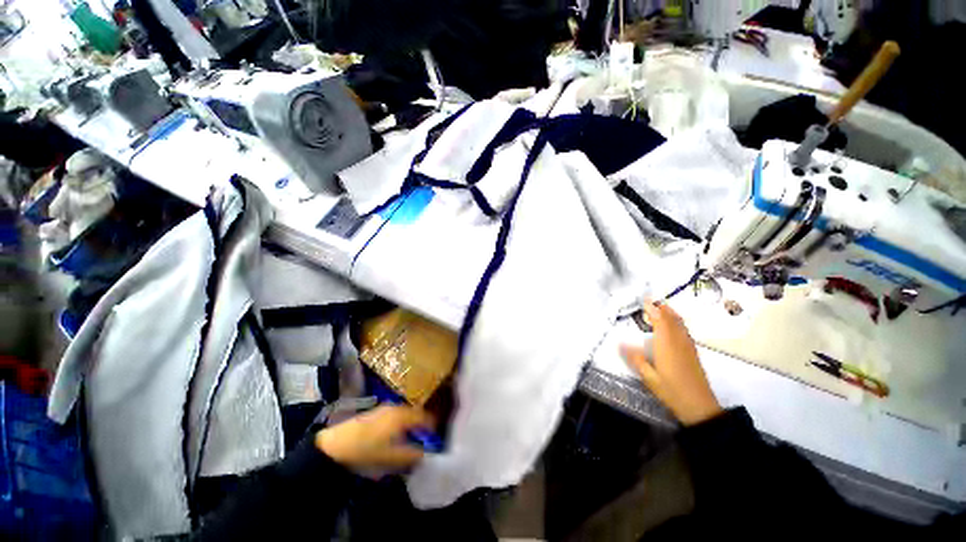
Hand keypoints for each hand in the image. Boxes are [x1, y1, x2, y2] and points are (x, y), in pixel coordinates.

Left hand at [315, 405, 434, 469]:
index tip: (436, 437)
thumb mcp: (390, 457)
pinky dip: (402, 423)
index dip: (432, 426)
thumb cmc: (366, 450)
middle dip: (422, 425)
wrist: (336, 444)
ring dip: (412, 424)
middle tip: (425, 438)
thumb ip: (410, 455)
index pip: (425, 417)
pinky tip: (396, 435)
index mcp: (402, 416)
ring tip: (411, 438)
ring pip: (406, 414)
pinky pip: (397, 414)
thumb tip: (425, 454)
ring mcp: (386, 408)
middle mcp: (396, 407)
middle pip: (416, 414)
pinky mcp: (377, 411)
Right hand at [620, 301, 721, 425]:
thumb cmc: (672, 391)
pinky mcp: (692, 352)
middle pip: (672, 319)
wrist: (700, 406)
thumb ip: (635, 359)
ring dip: (670, 313)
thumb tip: (620, 343)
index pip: (660, 321)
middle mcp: (678, 341)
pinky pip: (684, 330)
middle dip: (661, 308)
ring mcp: (688, 346)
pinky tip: (673, 324)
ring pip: (680, 323)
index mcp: (666, 345)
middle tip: (650, 300)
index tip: (644, 300)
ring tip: (660, 307)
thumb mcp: (649, 377)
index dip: (653, 309)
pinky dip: (677, 321)